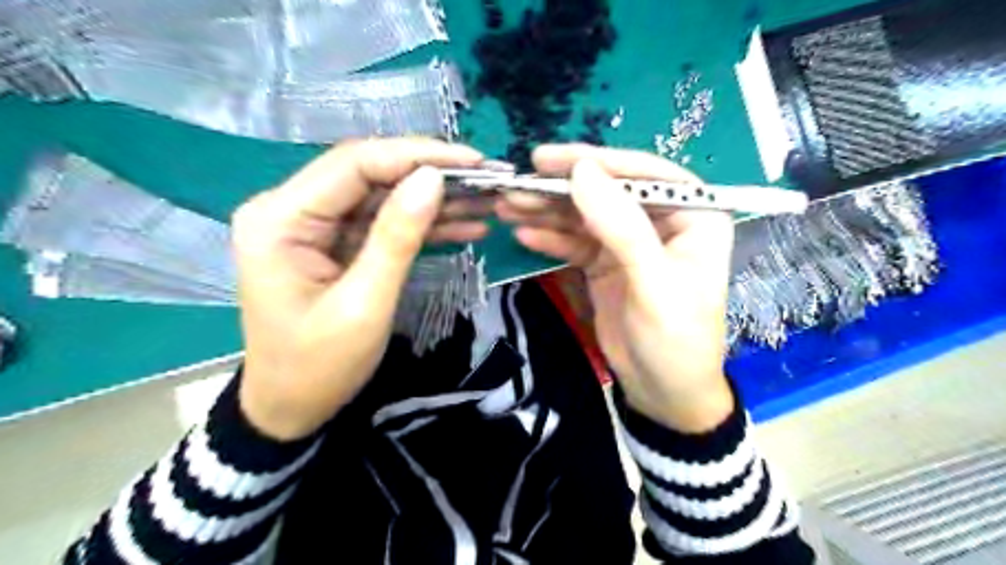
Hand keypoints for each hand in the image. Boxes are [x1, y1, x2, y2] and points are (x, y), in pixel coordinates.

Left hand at [234, 137, 486, 440]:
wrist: (291, 408)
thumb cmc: (319, 366)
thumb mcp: (364, 304)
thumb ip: (397, 237)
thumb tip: (433, 178)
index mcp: (281, 218)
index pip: (354, 163)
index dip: (416, 155)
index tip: (471, 161)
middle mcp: (291, 209)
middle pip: (370, 174)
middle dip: (430, 175)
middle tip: (485, 179)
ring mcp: (313, 226)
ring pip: (382, 197)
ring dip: (433, 200)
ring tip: (485, 201)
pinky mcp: (334, 243)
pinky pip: (382, 223)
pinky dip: (421, 225)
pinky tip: (463, 226)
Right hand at [499, 145, 737, 432]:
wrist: (664, 394)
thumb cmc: (676, 340)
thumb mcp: (653, 283)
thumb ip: (621, 226)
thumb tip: (582, 171)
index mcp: (693, 216)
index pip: (644, 174)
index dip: (597, 161)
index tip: (549, 159)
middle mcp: (661, 221)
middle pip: (607, 192)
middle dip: (561, 189)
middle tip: (515, 183)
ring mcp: (629, 242)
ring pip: (585, 216)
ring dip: (547, 211)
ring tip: (507, 205)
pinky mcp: (606, 264)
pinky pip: (575, 243)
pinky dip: (550, 238)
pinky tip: (523, 234)